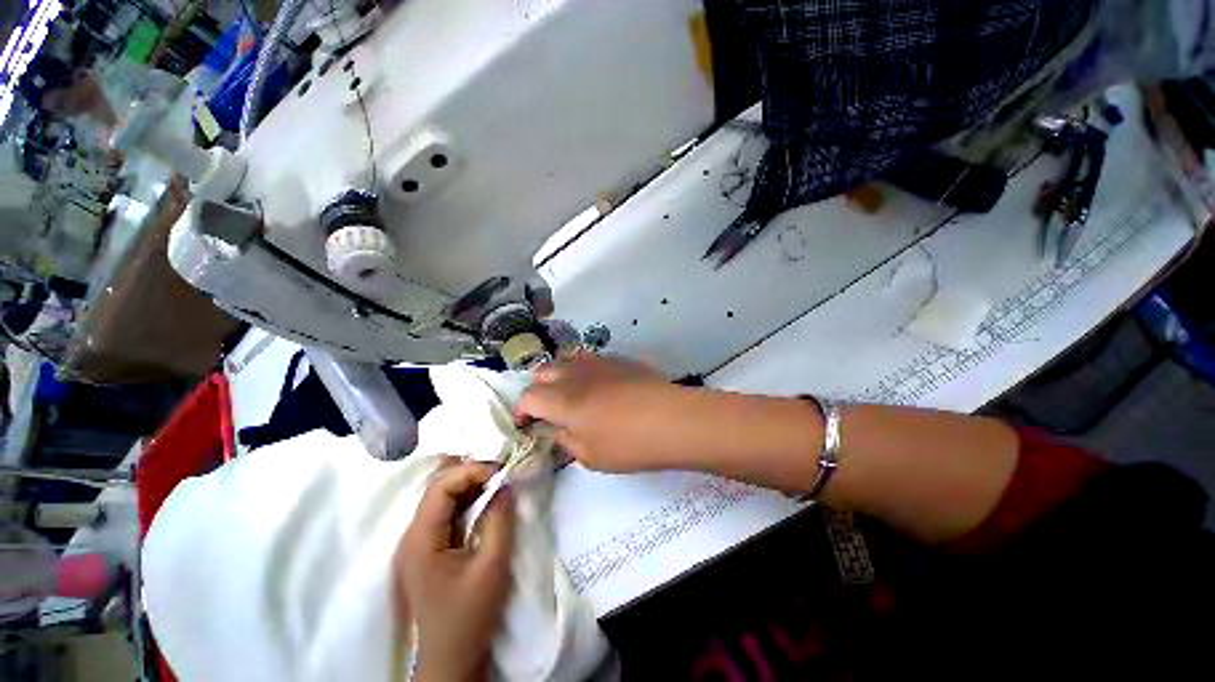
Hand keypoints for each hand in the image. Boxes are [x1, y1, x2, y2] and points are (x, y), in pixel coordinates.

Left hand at [395, 460, 514, 681]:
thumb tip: (506, 484)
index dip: (472, 471)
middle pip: (439, 487)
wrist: (452, 657)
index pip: (441, 486)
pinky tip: (486, 500)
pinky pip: (448, 512)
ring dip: (471, 486)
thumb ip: (499, 519)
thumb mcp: (492, 565)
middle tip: (503, 474)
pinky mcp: (429, 548)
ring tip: (499, 482)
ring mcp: (419, 541)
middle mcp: (413, 534)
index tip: (502, 473)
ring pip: (443, 497)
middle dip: (472, 474)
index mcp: (421, 538)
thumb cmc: (470, 615)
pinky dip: (468, 501)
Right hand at [516, 354, 698, 472]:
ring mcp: (597, 362)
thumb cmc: (628, 444)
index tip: (528, 423)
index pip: (528, 397)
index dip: (523, 410)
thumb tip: (557, 429)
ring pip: (566, 360)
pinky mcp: (618, 359)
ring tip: (573, 395)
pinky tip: (601, 387)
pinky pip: (590, 360)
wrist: (673, 419)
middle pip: (542, 371)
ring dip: (560, 376)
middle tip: (549, 408)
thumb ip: (566, 440)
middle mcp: (574, 374)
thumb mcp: (590, 456)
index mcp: (561, 400)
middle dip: (539, 389)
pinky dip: (584, 371)